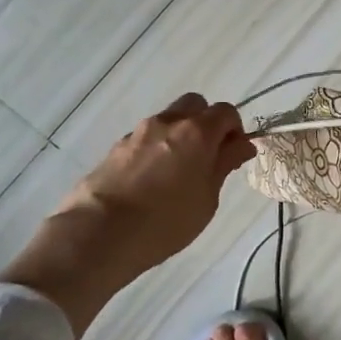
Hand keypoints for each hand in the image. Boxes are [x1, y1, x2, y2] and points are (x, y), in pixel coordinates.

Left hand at [58, 93, 253, 273]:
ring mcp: (137, 133)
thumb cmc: (166, 221)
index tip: (234, 155)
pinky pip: (145, 139)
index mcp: (197, 132)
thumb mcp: (207, 198)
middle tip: (208, 156)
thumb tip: (241, 145)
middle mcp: (167, 123)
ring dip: (179, 136)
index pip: (226, 112)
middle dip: (206, 123)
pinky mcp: (115, 148)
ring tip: (177, 173)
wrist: (99, 233)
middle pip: (194, 105)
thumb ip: (223, 165)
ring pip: (167, 121)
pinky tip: (151, 181)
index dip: (235, 130)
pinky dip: (155, 150)